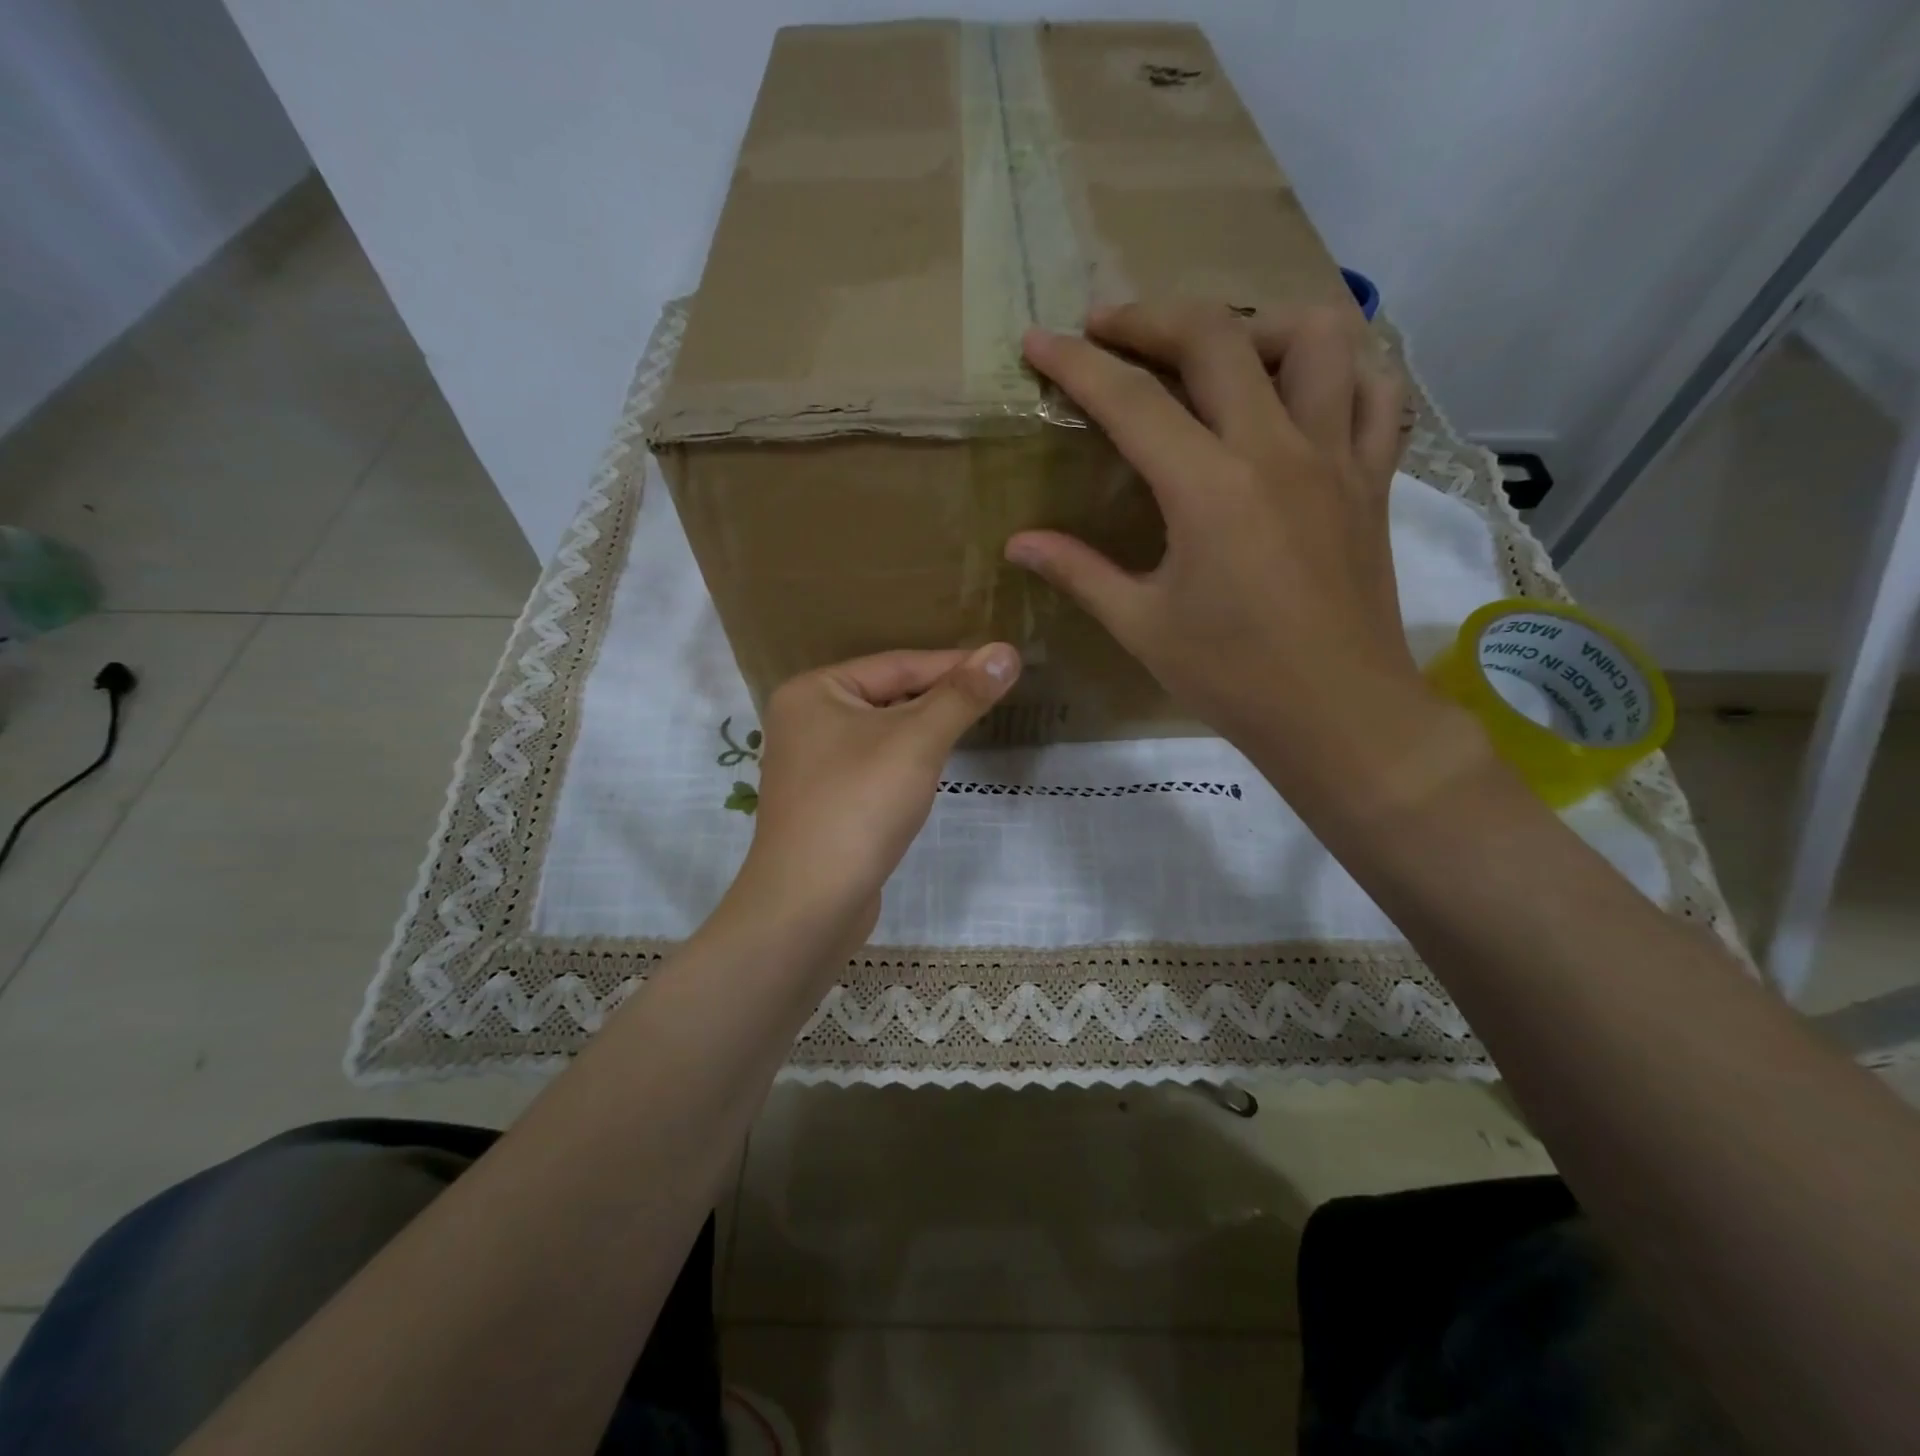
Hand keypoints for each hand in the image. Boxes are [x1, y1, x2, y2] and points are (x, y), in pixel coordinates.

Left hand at [729, 645, 1020, 949]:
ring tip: (969, 725)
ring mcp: (811, 764)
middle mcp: (805, 720)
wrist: (809, 904)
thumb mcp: (917, 741)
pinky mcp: (824, 801)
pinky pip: (873, 765)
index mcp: (814, 691)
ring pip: (881, 733)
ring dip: (924, 730)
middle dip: (939, 698)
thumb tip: (1007, 651)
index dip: (953, 664)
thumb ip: (961, 696)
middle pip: (887, 696)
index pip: (896, 665)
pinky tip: (930, 770)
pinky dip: (905, 762)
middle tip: (993, 695)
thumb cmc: (859, 806)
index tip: (1003, 665)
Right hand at [1005, 301, 1447, 811]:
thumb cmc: (1232, 677)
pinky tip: (1304, 390)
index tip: (1038, 341)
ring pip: (1314, 338)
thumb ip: (1079, 571)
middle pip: (1217, 336)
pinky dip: (1340, 370)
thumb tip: (1018, 542)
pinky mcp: (1373, 477)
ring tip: (1218, 352)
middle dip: (1151, 318)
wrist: (1338, 714)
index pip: (1131, 401)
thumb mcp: (1142, 626)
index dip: (1077, 365)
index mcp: (1208, 489)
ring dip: (1256, 324)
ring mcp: (1336, 456)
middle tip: (1109, 329)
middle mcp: (1276, 449)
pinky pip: (1374, 392)